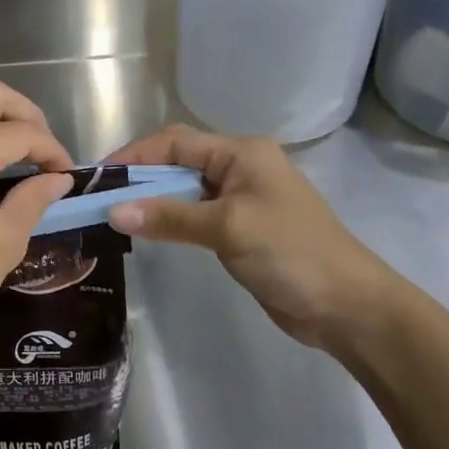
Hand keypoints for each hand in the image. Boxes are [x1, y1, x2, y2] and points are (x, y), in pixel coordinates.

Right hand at [105, 125, 401, 352]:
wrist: (349, 307)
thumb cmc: (292, 253)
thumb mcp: (228, 229)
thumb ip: (170, 217)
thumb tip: (113, 212)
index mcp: (241, 152)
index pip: (175, 142)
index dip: (135, 155)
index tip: (99, 178)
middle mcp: (239, 167)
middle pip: (177, 161)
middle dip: (139, 176)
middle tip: (101, 199)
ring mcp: (240, 198)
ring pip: (184, 189)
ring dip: (152, 199)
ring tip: (115, 215)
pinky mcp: (240, 228)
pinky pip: (194, 214)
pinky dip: (169, 219)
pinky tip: (148, 232)